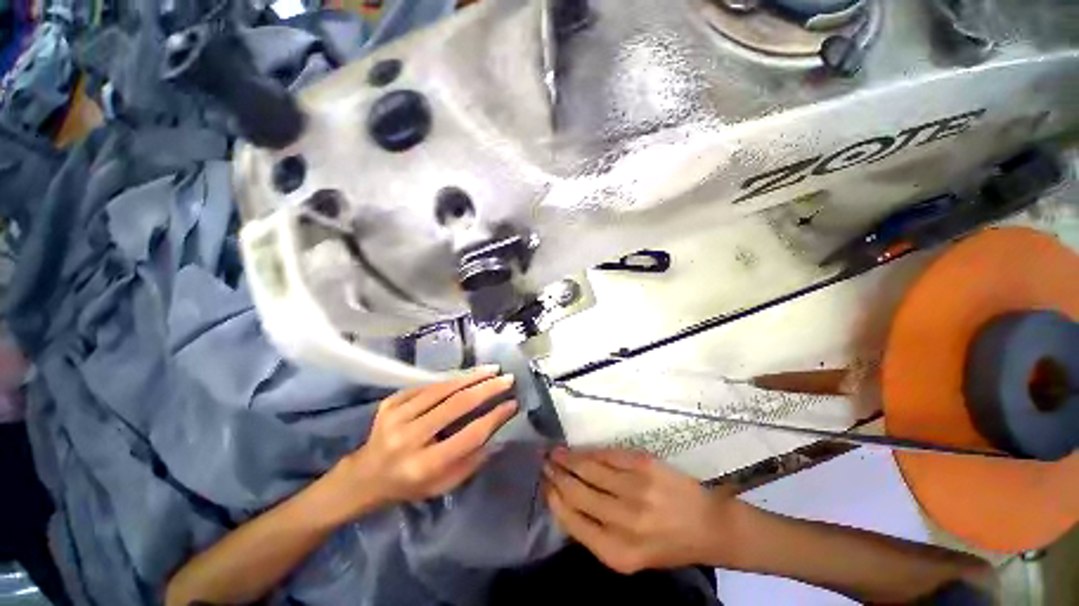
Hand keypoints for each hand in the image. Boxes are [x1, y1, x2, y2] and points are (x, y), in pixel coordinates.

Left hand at [332, 367, 517, 517]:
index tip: (513, 404)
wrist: (364, 477)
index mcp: (423, 466)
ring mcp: (395, 416)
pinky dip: (450, 380)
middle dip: (487, 389)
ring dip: (471, 377)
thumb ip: (472, 461)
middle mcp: (408, 439)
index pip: (469, 436)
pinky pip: (427, 386)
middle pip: (456, 405)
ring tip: (492, 369)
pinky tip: (466, 376)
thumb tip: (498, 432)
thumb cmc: (409, 485)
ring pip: (443, 389)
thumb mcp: (443, 485)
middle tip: (508, 378)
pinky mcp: (390, 402)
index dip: (494, 417)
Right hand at [544, 448, 741, 573]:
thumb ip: (597, 534)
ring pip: (589, 469)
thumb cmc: (667, 544)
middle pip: (577, 491)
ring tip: (554, 451)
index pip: (572, 520)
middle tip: (543, 461)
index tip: (544, 484)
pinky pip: (608, 455)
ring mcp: (635, 489)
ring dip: (568, 458)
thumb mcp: (630, 555)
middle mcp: (624, 521)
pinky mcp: (644, 465)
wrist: (708, 524)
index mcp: (618, 552)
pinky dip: (590, 452)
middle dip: (556, 474)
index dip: (554, 498)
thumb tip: (565, 502)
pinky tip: (580, 450)